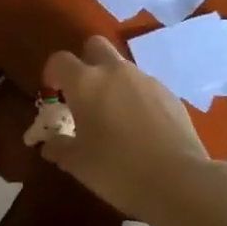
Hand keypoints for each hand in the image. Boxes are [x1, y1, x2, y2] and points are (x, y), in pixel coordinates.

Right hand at [39, 37, 224, 225]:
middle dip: (86, 61)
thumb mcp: (79, 164)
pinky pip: (145, 86)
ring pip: (123, 67)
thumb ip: (59, 148)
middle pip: (96, 46)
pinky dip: (137, 98)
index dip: (53, 72)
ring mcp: (146, 79)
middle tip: (84, 93)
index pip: (60, 60)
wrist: (177, 179)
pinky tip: (141, 128)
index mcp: (86, 83)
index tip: (53, 91)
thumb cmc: (117, 170)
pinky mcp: (170, 93)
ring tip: (114, 117)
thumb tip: (49, 144)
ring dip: (113, 82)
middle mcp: (116, 71)